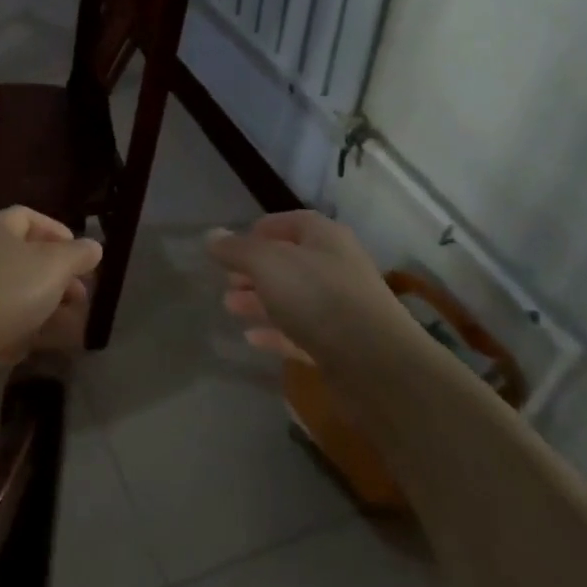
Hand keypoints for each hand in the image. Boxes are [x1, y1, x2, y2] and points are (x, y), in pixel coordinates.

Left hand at [0, 206, 103, 398]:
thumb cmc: (5, 291)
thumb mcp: (54, 266)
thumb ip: (78, 254)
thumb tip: (94, 246)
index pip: (30, 218)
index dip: (60, 234)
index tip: (84, 257)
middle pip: (27, 258)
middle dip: (60, 278)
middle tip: (83, 297)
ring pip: (19, 293)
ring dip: (49, 307)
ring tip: (75, 326)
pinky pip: (5, 320)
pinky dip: (27, 328)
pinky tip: (46, 344)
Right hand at [206, 211, 413, 371]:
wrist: (375, 364)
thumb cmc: (318, 297)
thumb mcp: (267, 263)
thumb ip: (237, 249)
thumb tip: (211, 236)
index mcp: (324, 237)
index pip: (289, 222)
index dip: (258, 231)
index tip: (230, 248)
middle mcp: (336, 267)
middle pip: (289, 262)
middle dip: (254, 270)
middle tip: (225, 281)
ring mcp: (340, 308)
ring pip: (293, 298)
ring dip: (260, 301)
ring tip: (230, 307)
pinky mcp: (340, 345)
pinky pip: (300, 332)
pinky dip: (275, 333)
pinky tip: (251, 338)